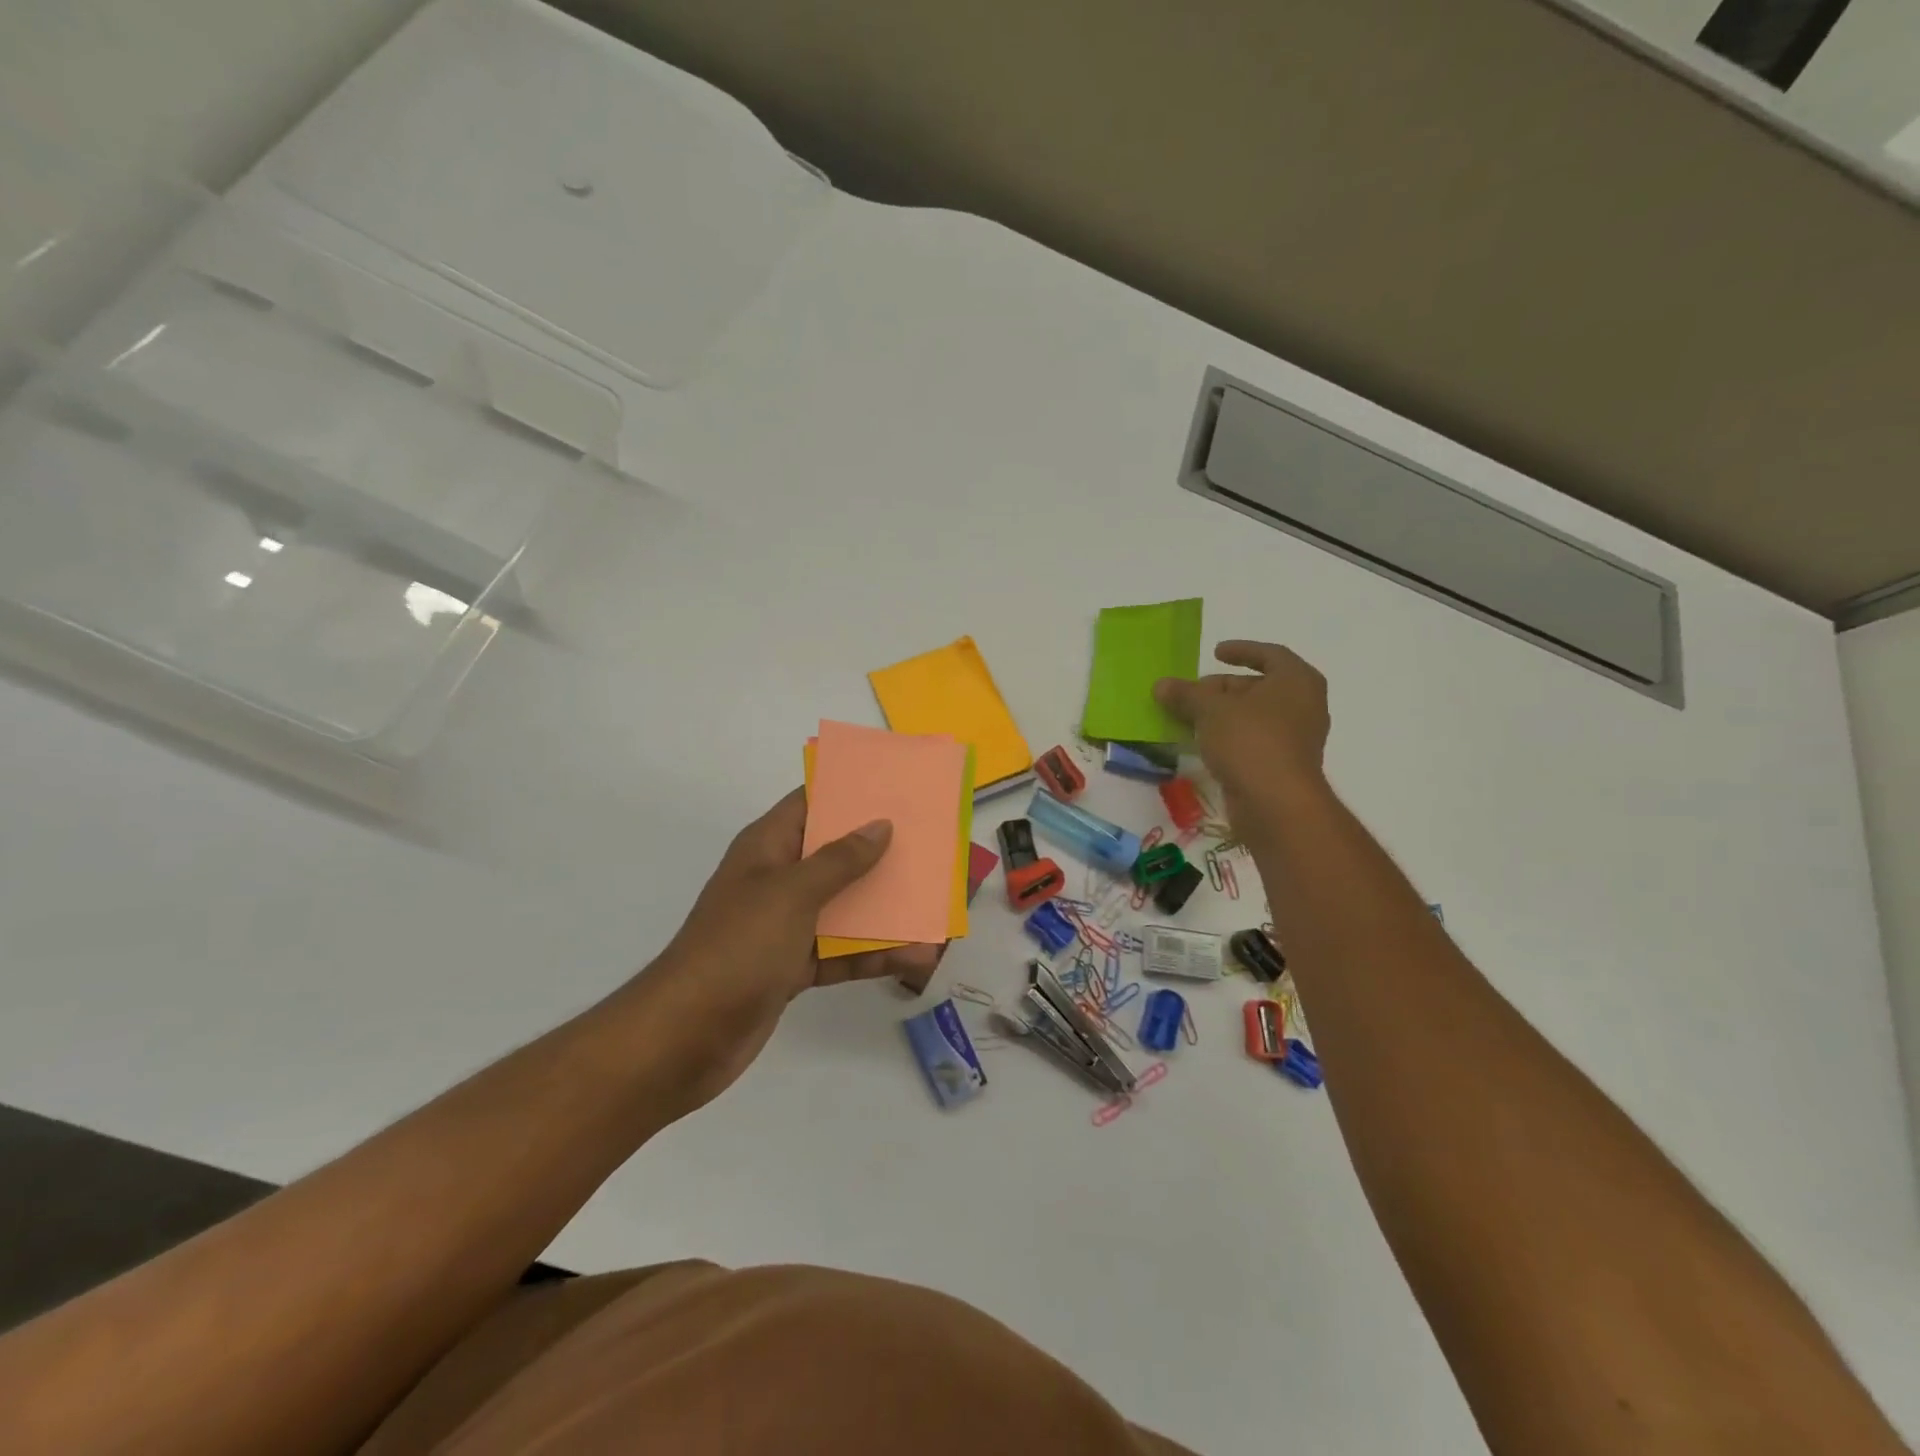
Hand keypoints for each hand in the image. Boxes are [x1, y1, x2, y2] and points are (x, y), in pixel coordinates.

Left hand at [630, 789, 943, 1111]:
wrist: (685, 1037)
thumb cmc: (738, 947)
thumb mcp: (792, 893)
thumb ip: (840, 860)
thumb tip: (879, 825)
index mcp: (766, 848)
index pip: (810, 804)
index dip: (849, 792)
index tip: (895, 787)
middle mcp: (776, 880)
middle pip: (834, 855)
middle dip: (879, 852)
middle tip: (929, 844)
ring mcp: (784, 926)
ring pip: (843, 907)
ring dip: (884, 908)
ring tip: (934, 905)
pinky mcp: (792, 968)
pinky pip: (841, 952)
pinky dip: (873, 954)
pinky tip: (915, 958)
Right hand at [1153, 640, 1330, 823]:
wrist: (1275, 803)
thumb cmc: (1250, 741)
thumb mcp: (1210, 710)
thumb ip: (1186, 694)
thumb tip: (1161, 684)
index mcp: (1297, 680)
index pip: (1269, 654)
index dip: (1241, 651)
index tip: (1215, 652)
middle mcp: (1303, 705)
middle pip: (1258, 687)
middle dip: (1222, 688)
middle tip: (1191, 693)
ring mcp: (1295, 738)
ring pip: (1253, 716)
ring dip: (1221, 715)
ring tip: (1188, 717)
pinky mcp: (1281, 765)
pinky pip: (1251, 741)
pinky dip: (1228, 737)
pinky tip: (1200, 743)